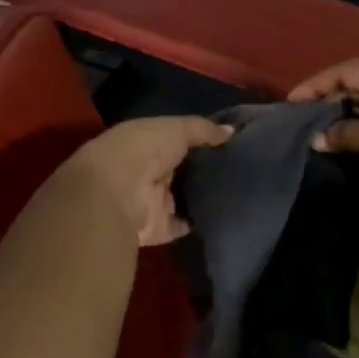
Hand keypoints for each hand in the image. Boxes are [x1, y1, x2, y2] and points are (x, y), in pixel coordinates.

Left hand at [58, 116, 232, 246]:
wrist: (116, 193)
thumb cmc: (143, 150)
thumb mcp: (177, 129)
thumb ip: (203, 130)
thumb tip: (232, 131)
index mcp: (146, 142)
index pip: (175, 140)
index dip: (199, 140)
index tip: (229, 142)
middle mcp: (148, 171)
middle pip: (181, 171)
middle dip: (204, 170)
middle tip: (242, 168)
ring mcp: (153, 201)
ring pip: (184, 198)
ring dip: (204, 197)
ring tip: (241, 192)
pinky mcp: (159, 228)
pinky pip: (184, 225)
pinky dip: (200, 223)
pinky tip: (226, 216)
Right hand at [287, 59, 358, 199]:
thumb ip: (344, 133)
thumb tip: (317, 139)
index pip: (344, 70)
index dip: (316, 84)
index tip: (292, 102)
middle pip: (357, 85)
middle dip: (329, 100)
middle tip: (303, 117)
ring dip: (345, 117)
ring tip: (319, 131)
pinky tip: (347, 143)